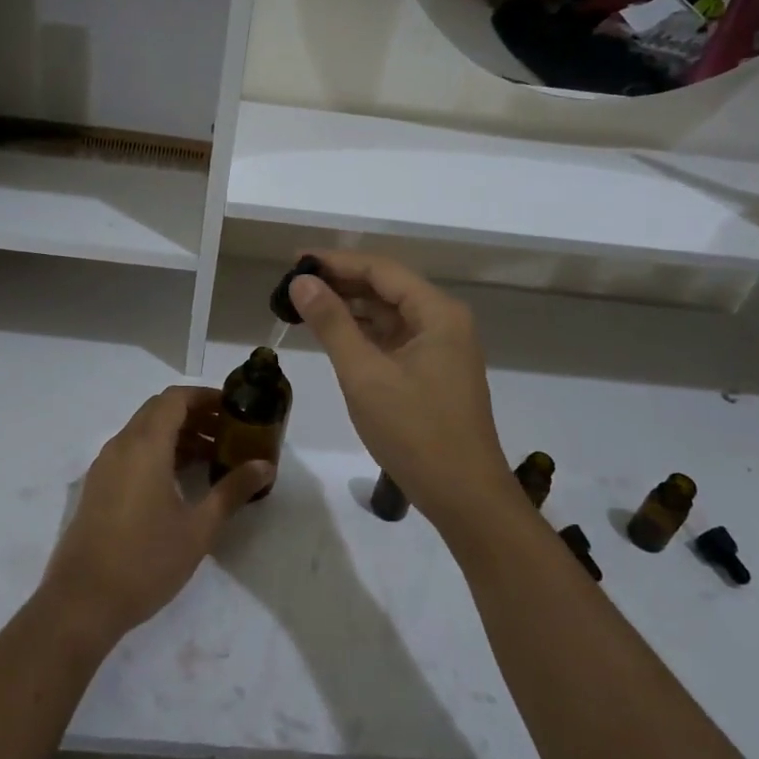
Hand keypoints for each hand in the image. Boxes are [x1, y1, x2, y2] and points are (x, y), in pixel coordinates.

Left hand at [41, 386, 270, 647]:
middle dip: (195, 414)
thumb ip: (232, 490)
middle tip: (228, 432)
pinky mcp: (98, 487)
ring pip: (144, 431)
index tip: (234, 408)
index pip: (176, 399)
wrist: (81, 603)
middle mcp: (121, 445)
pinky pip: (131, 452)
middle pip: (159, 410)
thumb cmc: (145, 561)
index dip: (206, 397)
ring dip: (177, 434)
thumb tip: (265, 466)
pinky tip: (180, 481)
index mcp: (145, 445)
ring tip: (212, 458)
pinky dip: (158, 452)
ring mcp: (105, 466)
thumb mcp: (198, 528)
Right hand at [289, 252, 517, 533]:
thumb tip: (302, 282)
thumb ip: (332, 323)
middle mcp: (444, 321)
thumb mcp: (364, 375)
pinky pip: (395, 339)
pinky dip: (365, 335)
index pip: (381, 270)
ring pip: (390, 314)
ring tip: (306, 307)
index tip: (295, 261)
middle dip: (341, 283)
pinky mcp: (435, 372)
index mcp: (437, 313)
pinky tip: (335, 337)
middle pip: (387, 288)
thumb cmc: (415, 432)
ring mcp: (442, 348)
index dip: (336, 262)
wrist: (465, 497)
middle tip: (294, 285)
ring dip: (351, 309)